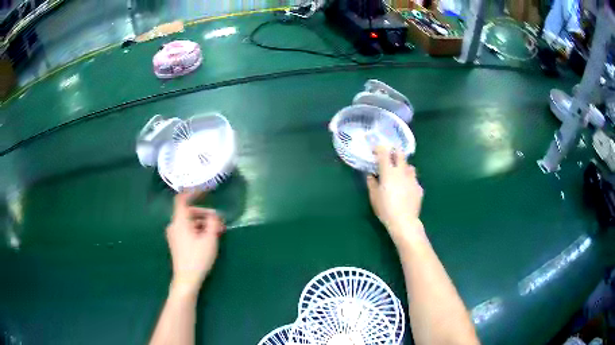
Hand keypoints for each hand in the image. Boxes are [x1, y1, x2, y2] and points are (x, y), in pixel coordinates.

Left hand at [166, 192, 224, 295]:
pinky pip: (186, 229)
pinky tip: (208, 237)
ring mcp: (174, 234)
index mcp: (179, 221)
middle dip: (204, 213)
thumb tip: (215, 214)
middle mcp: (174, 225)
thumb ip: (213, 222)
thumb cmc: (198, 258)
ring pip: (188, 221)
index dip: (192, 192)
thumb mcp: (209, 239)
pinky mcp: (176, 242)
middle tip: (219, 220)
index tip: (205, 191)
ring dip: (202, 222)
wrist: (186, 279)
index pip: (181, 199)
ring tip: (217, 230)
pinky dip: (197, 229)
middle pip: (188, 212)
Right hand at [367, 146, 423, 241]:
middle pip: (400, 153)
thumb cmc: (385, 209)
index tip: (375, 151)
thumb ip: (371, 183)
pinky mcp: (419, 187)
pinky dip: (409, 181)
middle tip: (389, 158)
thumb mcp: (374, 197)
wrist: (404, 221)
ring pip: (409, 166)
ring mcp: (412, 179)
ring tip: (399, 174)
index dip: (379, 148)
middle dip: (394, 152)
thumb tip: (371, 175)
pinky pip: (414, 179)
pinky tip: (406, 190)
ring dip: (403, 167)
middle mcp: (402, 171)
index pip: (384, 152)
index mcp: (388, 172)